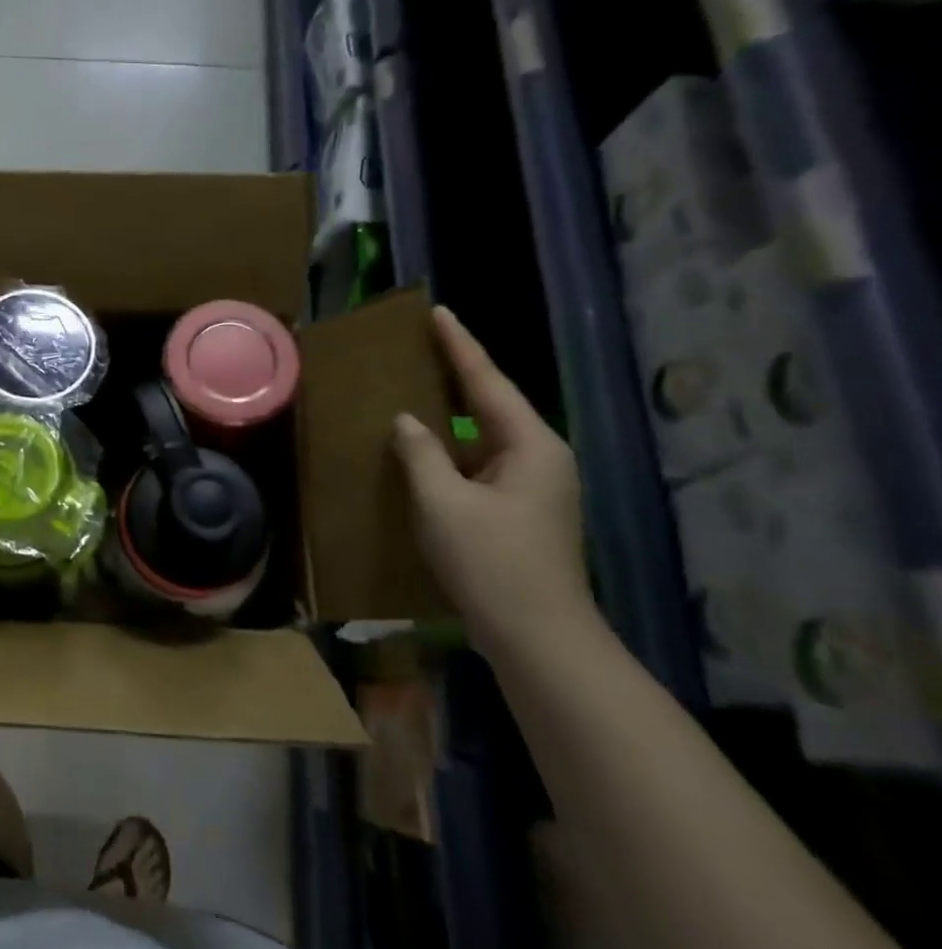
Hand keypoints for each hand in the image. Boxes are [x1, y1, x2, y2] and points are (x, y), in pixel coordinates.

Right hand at [391, 306, 597, 652]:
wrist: (538, 636)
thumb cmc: (491, 562)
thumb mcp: (442, 503)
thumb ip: (420, 454)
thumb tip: (406, 422)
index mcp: (531, 446)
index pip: (488, 383)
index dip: (460, 346)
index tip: (439, 312)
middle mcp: (541, 458)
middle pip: (493, 405)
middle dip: (458, 375)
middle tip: (424, 345)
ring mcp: (536, 487)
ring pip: (486, 437)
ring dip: (453, 416)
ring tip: (417, 391)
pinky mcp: (522, 511)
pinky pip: (482, 464)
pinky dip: (453, 451)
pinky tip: (425, 451)